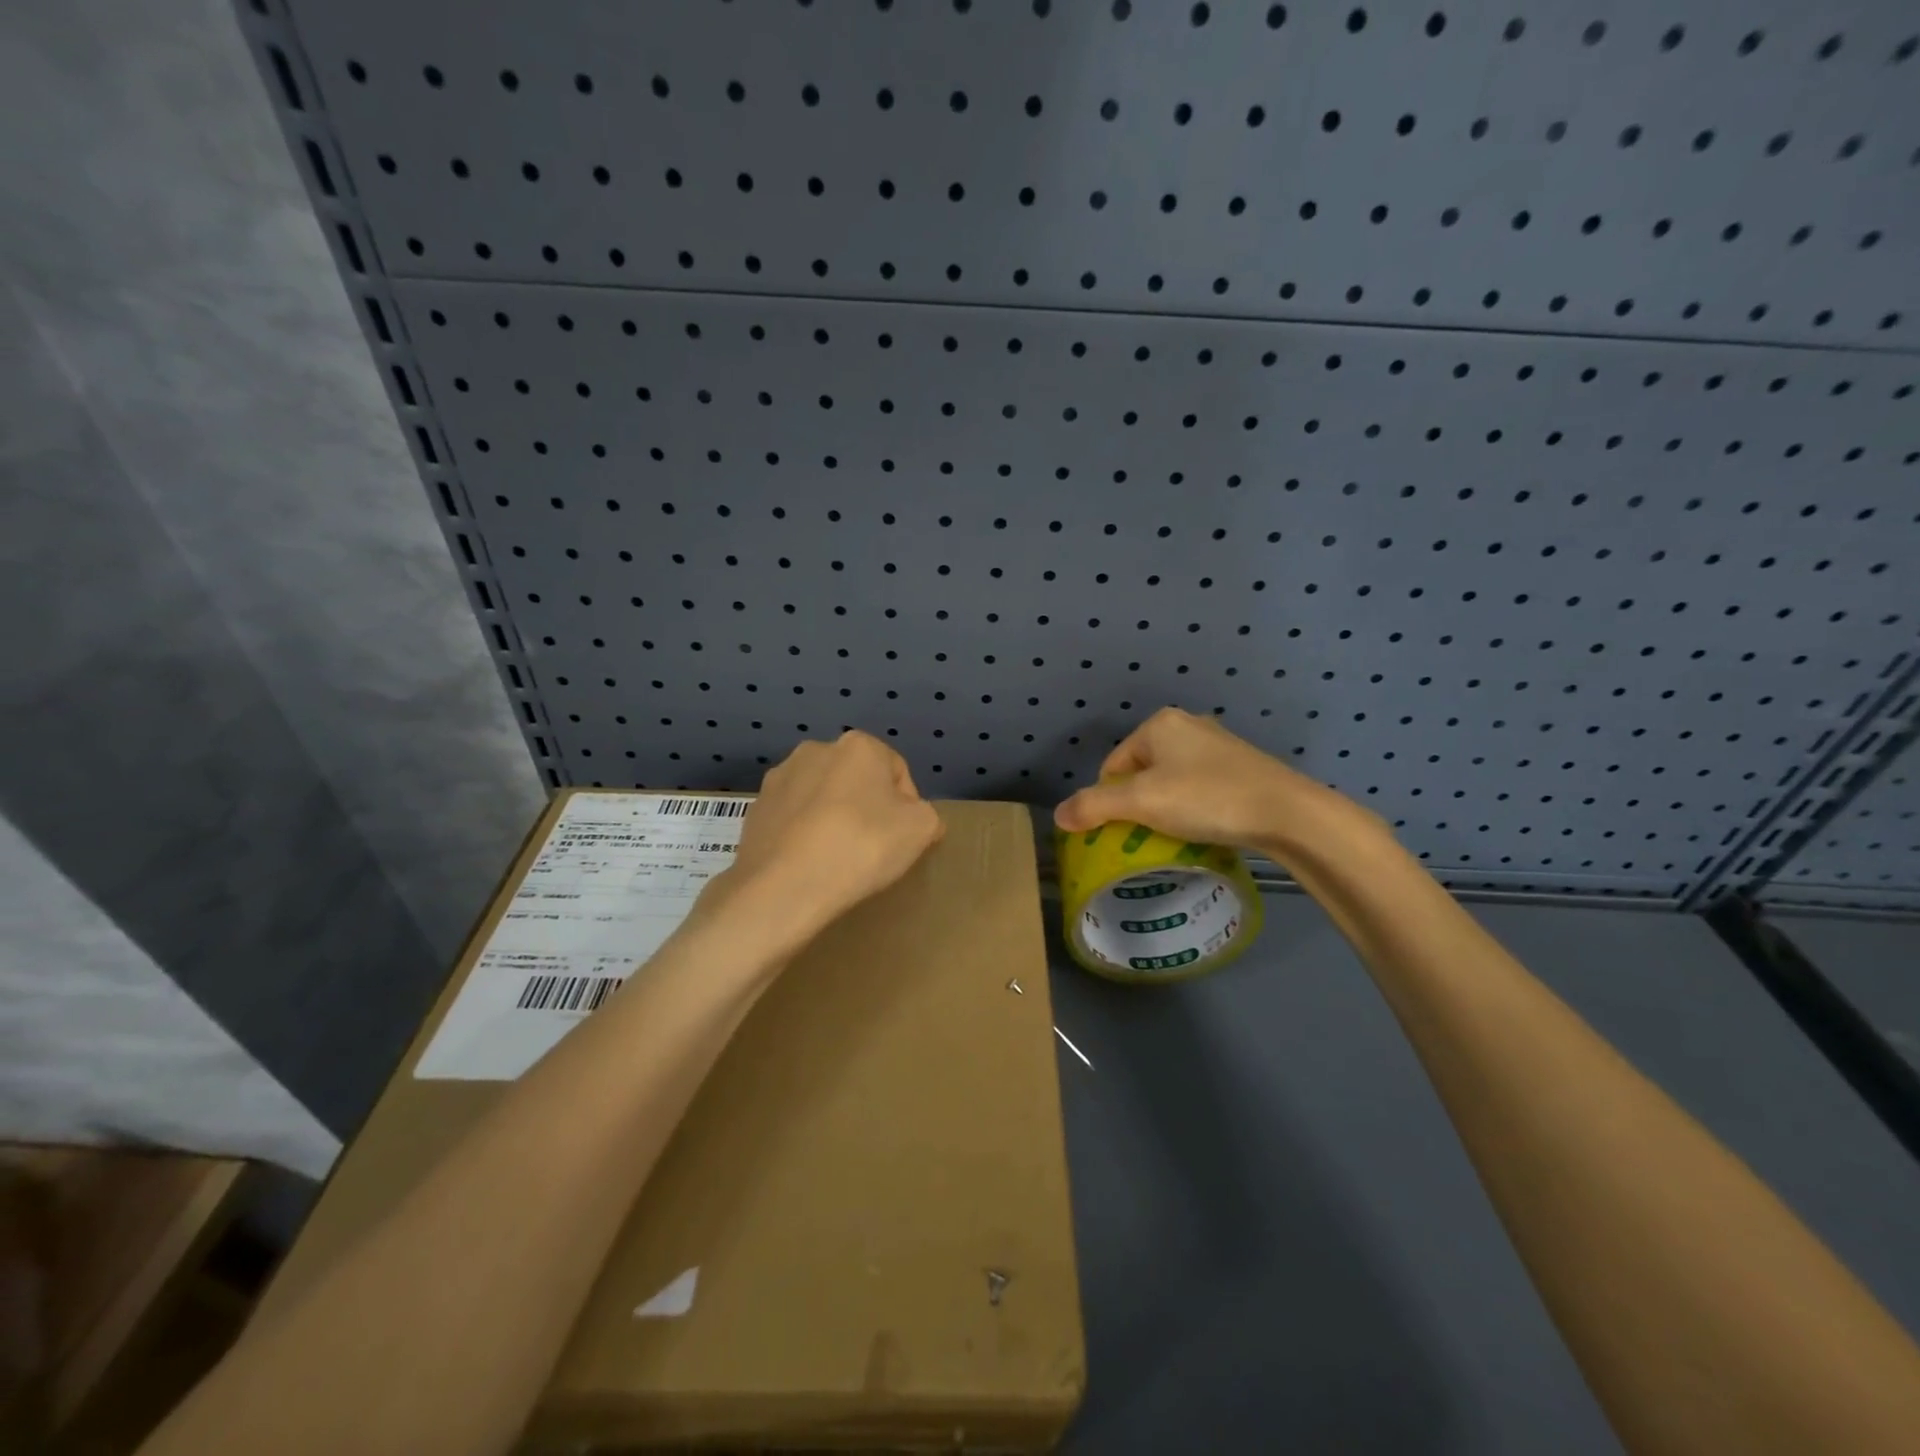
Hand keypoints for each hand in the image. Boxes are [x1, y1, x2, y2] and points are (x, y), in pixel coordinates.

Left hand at [717, 731, 944, 938]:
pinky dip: (804, 833)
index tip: (904, 839)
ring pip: (822, 796)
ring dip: (834, 817)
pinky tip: (809, 863)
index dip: (908, 806)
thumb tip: (917, 818)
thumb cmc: (861, 847)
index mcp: (858, 745)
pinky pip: (793, 818)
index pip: (897, 772)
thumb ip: (928, 815)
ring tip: (838, 857)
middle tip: (874, 847)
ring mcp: (779, 778)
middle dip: (867, 807)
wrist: (783, 887)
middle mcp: (815, 749)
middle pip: (857, 780)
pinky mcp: (755, 809)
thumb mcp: (921, 829)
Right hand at [1053, 707, 1377, 857]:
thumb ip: (1094, 806)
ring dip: (1166, 808)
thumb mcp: (1142, 803)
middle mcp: (1187, 725)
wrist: (1287, 812)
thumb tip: (1058, 816)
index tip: (1122, 830)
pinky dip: (1193, 807)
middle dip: (1138, 804)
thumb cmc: (1206, 798)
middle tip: (1146, 836)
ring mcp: (1218, 745)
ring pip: (1171, 781)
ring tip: (1174, 836)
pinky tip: (1203, 827)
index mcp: (1158, 724)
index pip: (1113, 764)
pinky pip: (1199, 787)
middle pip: (1141, 772)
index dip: (1109, 800)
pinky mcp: (1241, 766)